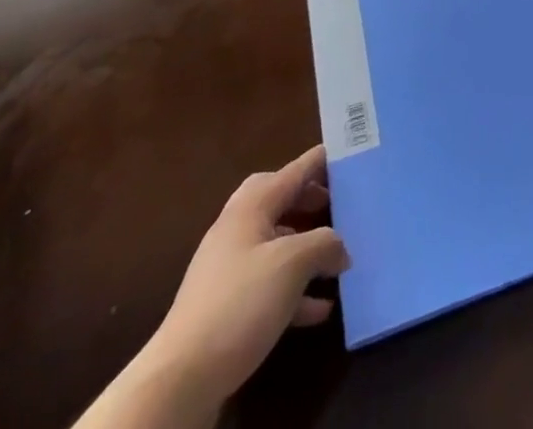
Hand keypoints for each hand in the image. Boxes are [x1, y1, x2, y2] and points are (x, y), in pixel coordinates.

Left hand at [145, 145, 349, 406]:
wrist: (182, 378)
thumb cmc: (240, 302)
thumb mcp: (293, 263)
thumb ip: (325, 243)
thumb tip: (340, 248)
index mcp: (251, 206)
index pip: (294, 171)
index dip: (322, 161)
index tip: (351, 153)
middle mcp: (238, 228)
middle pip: (280, 201)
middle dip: (311, 200)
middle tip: (341, 203)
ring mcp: (230, 268)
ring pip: (277, 243)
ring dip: (307, 248)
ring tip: (338, 257)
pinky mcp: (228, 305)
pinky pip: (270, 283)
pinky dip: (295, 288)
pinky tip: (320, 307)